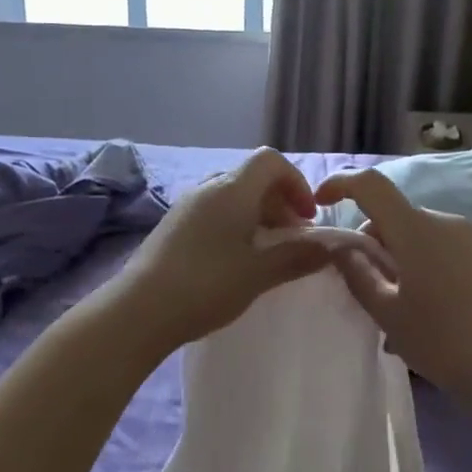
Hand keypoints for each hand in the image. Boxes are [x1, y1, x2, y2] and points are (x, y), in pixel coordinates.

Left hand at [104, 148, 333, 357]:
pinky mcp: (172, 225)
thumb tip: (331, 247)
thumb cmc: (206, 285)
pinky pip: (213, 211)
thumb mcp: (258, 273)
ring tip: (267, 251)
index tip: (306, 218)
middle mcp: (208, 188)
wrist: (139, 310)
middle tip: (293, 238)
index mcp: (232, 189)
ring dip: (257, 214)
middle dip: (279, 202)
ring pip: (232, 195)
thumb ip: (297, 256)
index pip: (270, 161)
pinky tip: (235, 259)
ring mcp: (186, 205)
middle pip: (252, 177)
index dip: (295, 182)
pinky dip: (234, 224)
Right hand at [313, 168, 471, 404]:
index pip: (370, 184)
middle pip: (392, 214)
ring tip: (391, 306)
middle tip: (359, 283)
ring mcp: (468, 237)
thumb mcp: (387, 312)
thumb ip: (357, 273)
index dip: (340, 184)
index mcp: (416, 228)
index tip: (319, 202)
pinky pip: (436, 247)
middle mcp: (443, 221)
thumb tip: (340, 247)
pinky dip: (416, 264)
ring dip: (393, 256)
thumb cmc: (442, 341)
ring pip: (414, 233)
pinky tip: (419, 308)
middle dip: (368, 240)